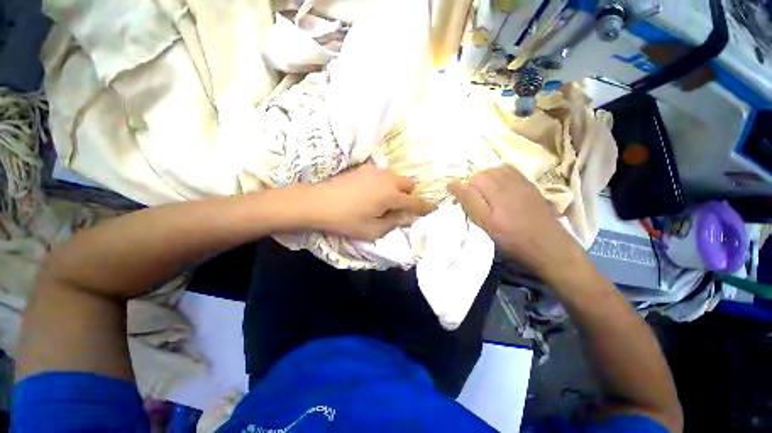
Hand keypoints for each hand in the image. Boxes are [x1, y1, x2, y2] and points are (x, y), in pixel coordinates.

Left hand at [306, 163, 435, 239]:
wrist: (318, 202)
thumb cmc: (347, 220)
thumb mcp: (373, 229)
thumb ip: (395, 222)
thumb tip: (410, 217)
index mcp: (392, 196)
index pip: (415, 201)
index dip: (425, 207)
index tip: (432, 210)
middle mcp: (388, 179)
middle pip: (409, 184)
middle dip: (409, 195)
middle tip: (398, 207)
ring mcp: (375, 171)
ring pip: (396, 177)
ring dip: (397, 188)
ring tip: (384, 200)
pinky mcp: (364, 168)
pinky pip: (383, 174)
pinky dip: (385, 183)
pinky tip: (371, 192)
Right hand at [448, 165, 583, 278]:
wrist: (549, 245)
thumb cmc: (513, 241)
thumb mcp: (487, 227)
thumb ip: (470, 204)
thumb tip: (453, 185)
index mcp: (494, 202)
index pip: (468, 184)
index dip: (458, 188)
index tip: (455, 196)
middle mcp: (506, 188)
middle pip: (480, 175)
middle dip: (472, 184)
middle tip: (474, 199)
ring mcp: (520, 183)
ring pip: (493, 170)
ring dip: (484, 178)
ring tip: (486, 193)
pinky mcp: (529, 183)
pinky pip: (508, 169)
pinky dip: (498, 174)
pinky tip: (499, 186)